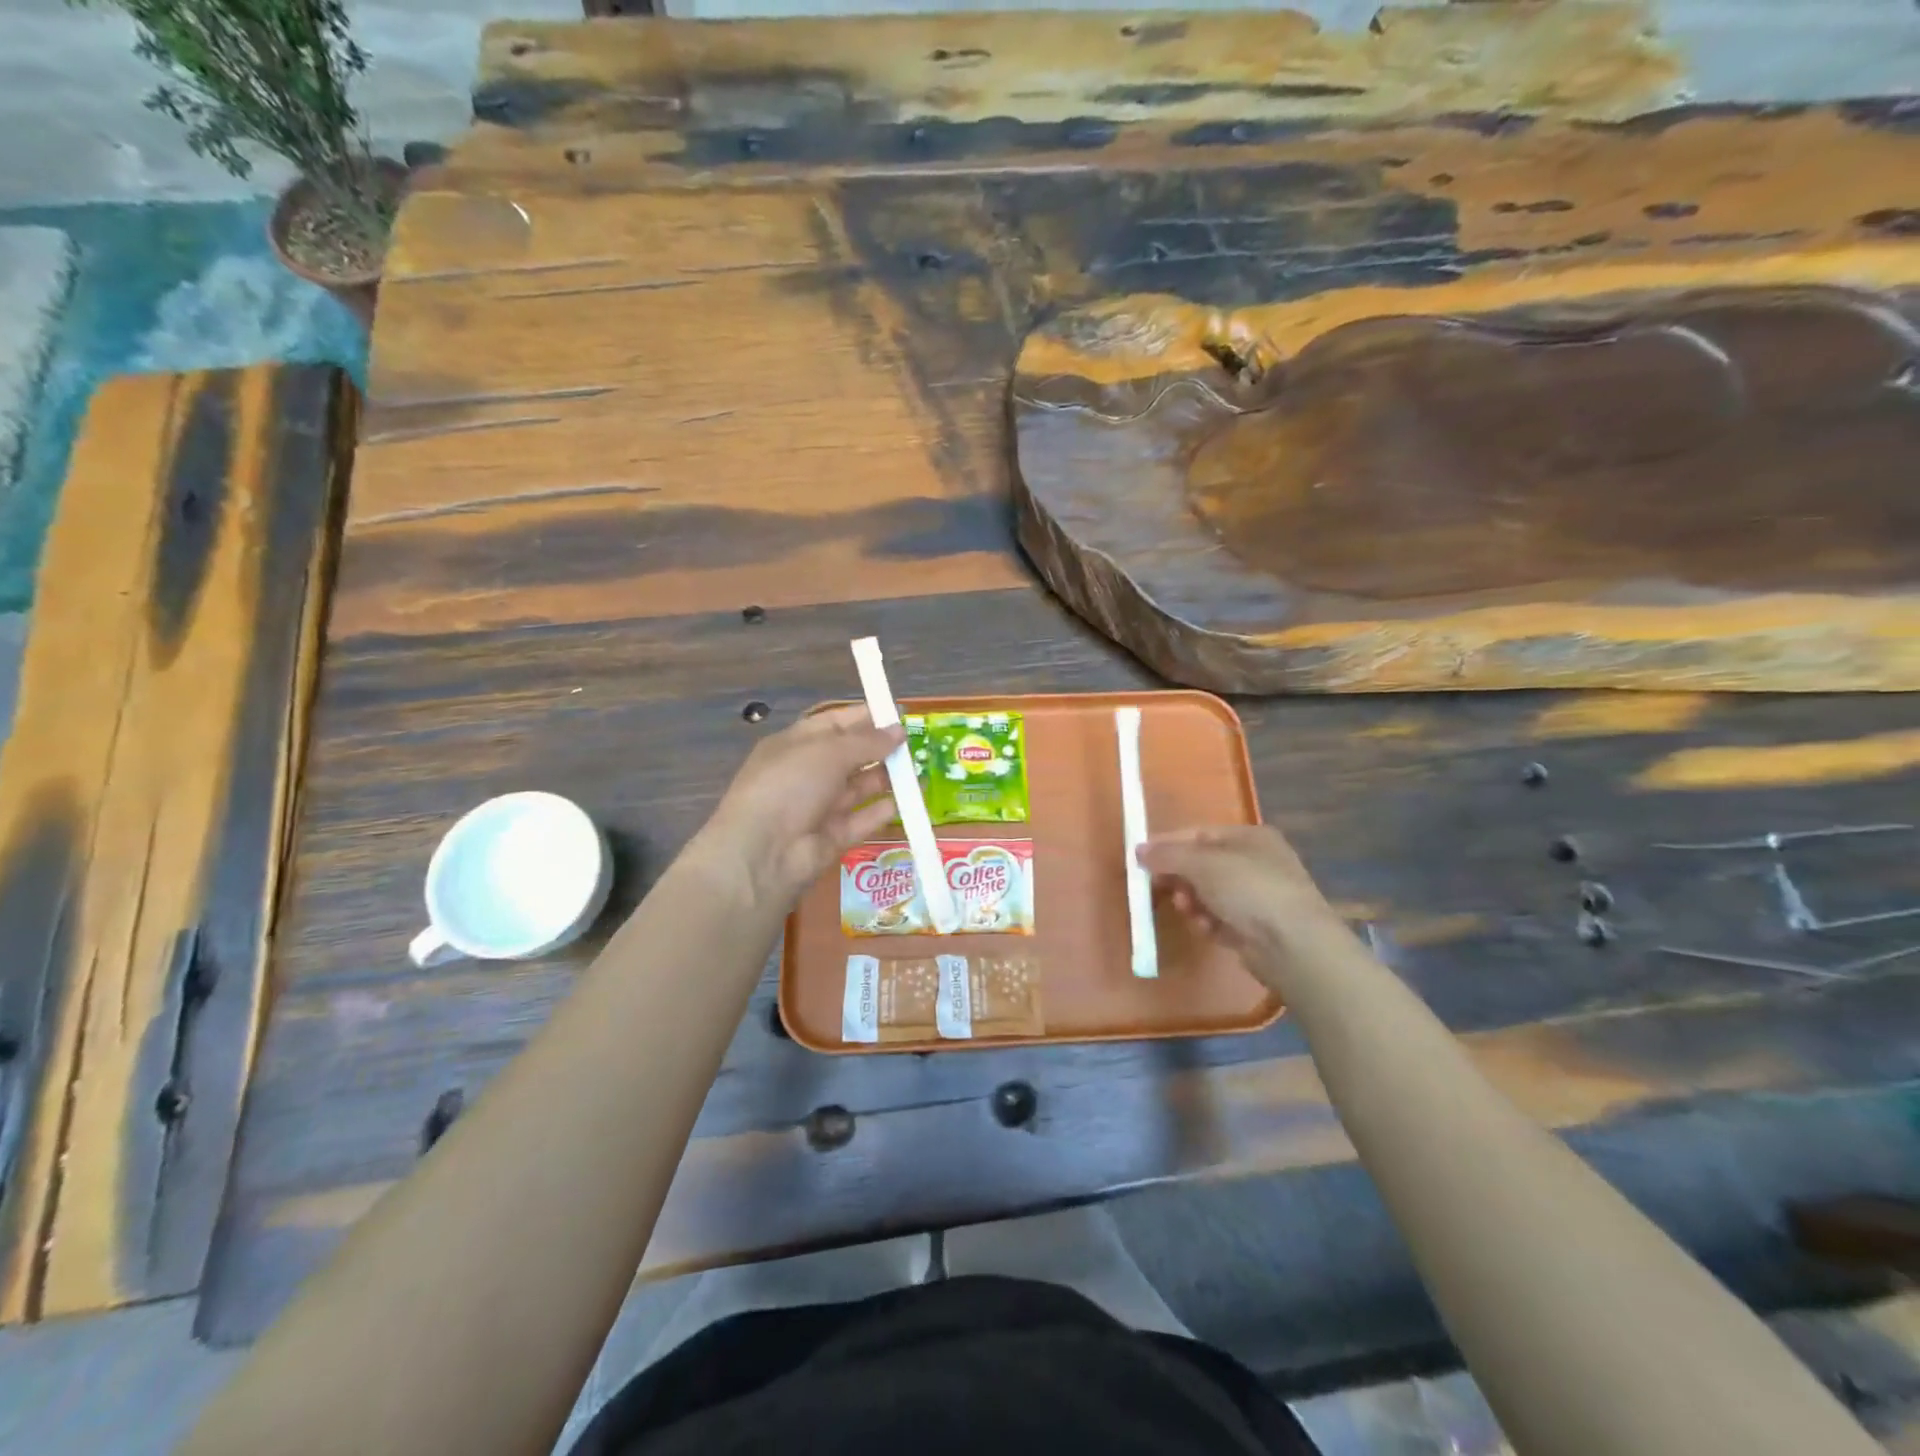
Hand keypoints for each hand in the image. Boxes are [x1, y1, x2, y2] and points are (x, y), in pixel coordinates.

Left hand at [689, 705, 904, 914]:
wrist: (763, 851)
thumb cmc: (790, 784)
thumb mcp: (829, 752)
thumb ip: (867, 741)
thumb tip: (899, 730)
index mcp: (795, 744)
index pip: (833, 724)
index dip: (864, 717)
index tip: (897, 714)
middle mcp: (806, 773)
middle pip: (849, 756)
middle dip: (879, 749)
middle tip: (915, 745)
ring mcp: (819, 807)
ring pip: (858, 788)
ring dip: (886, 779)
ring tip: (919, 771)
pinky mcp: (832, 837)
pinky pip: (862, 820)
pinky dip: (883, 810)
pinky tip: (909, 802)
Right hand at [1138, 825, 1348, 980]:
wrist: (1293, 945)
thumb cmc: (1249, 889)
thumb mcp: (1202, 863)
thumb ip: (1167, 855)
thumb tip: (1138, 850)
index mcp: (1250, 837)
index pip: (1198, 834)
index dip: (1168, 845)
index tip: (1140, 859)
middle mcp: (1256, 862)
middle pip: (1202, 865)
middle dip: (1179, 877)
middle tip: (1160, 887)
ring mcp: (1258, 897)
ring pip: (1209, 894)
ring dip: (1192, 901)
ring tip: (1188, 910)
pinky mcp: (1256, 928)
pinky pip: (1219, 918)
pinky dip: (1208, 921)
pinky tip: (1205, 928)